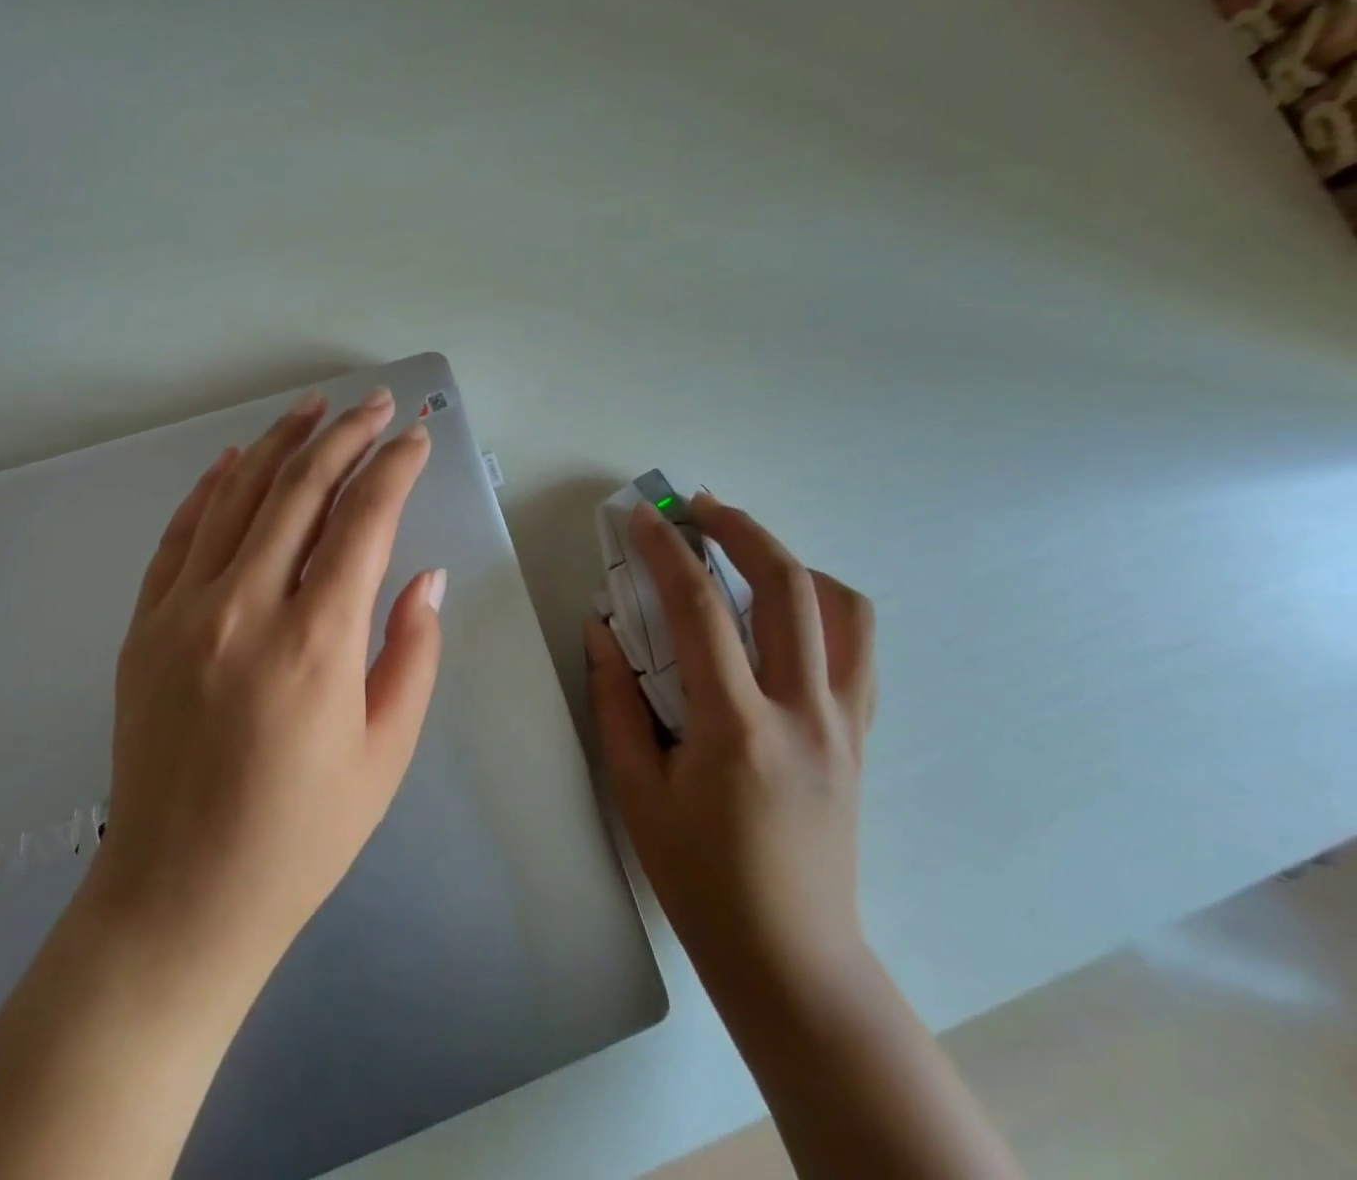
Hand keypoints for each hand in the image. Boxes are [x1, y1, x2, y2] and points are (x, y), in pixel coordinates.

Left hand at [88, 385, 446, 988]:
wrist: (179, 898)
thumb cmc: (300, 836)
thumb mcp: (385, 753)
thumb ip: (411, 652)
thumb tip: (425, 576)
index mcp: (315, 642)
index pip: (363, 519)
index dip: (394, 468)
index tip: (416, 438)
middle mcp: (245, 607)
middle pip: (300, 489)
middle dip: (345, 435)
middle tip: (375, 404)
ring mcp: (184, 611)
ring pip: (237, 496)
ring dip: (280, 444)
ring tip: (313, 409)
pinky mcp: (145, 626)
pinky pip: (180, 535)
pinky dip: (210, 489)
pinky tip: (235, 460)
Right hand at [587, 492, 875, 991]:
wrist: (792, 956)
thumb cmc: (700, 878)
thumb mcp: (635, 790)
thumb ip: (615, 700)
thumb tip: (601, 630)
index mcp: (738, 728)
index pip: (700, 611)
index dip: (666, 552)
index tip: (641, 516)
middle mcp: (804, 713)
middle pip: (790, 586)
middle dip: (742, 529)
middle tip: (699, 506)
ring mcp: (845, 723)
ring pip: (845, 609)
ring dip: (792, 560)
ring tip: (745, 551)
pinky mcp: (861, 736)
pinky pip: (858, 649)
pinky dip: (824, 606)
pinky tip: (784, 610)